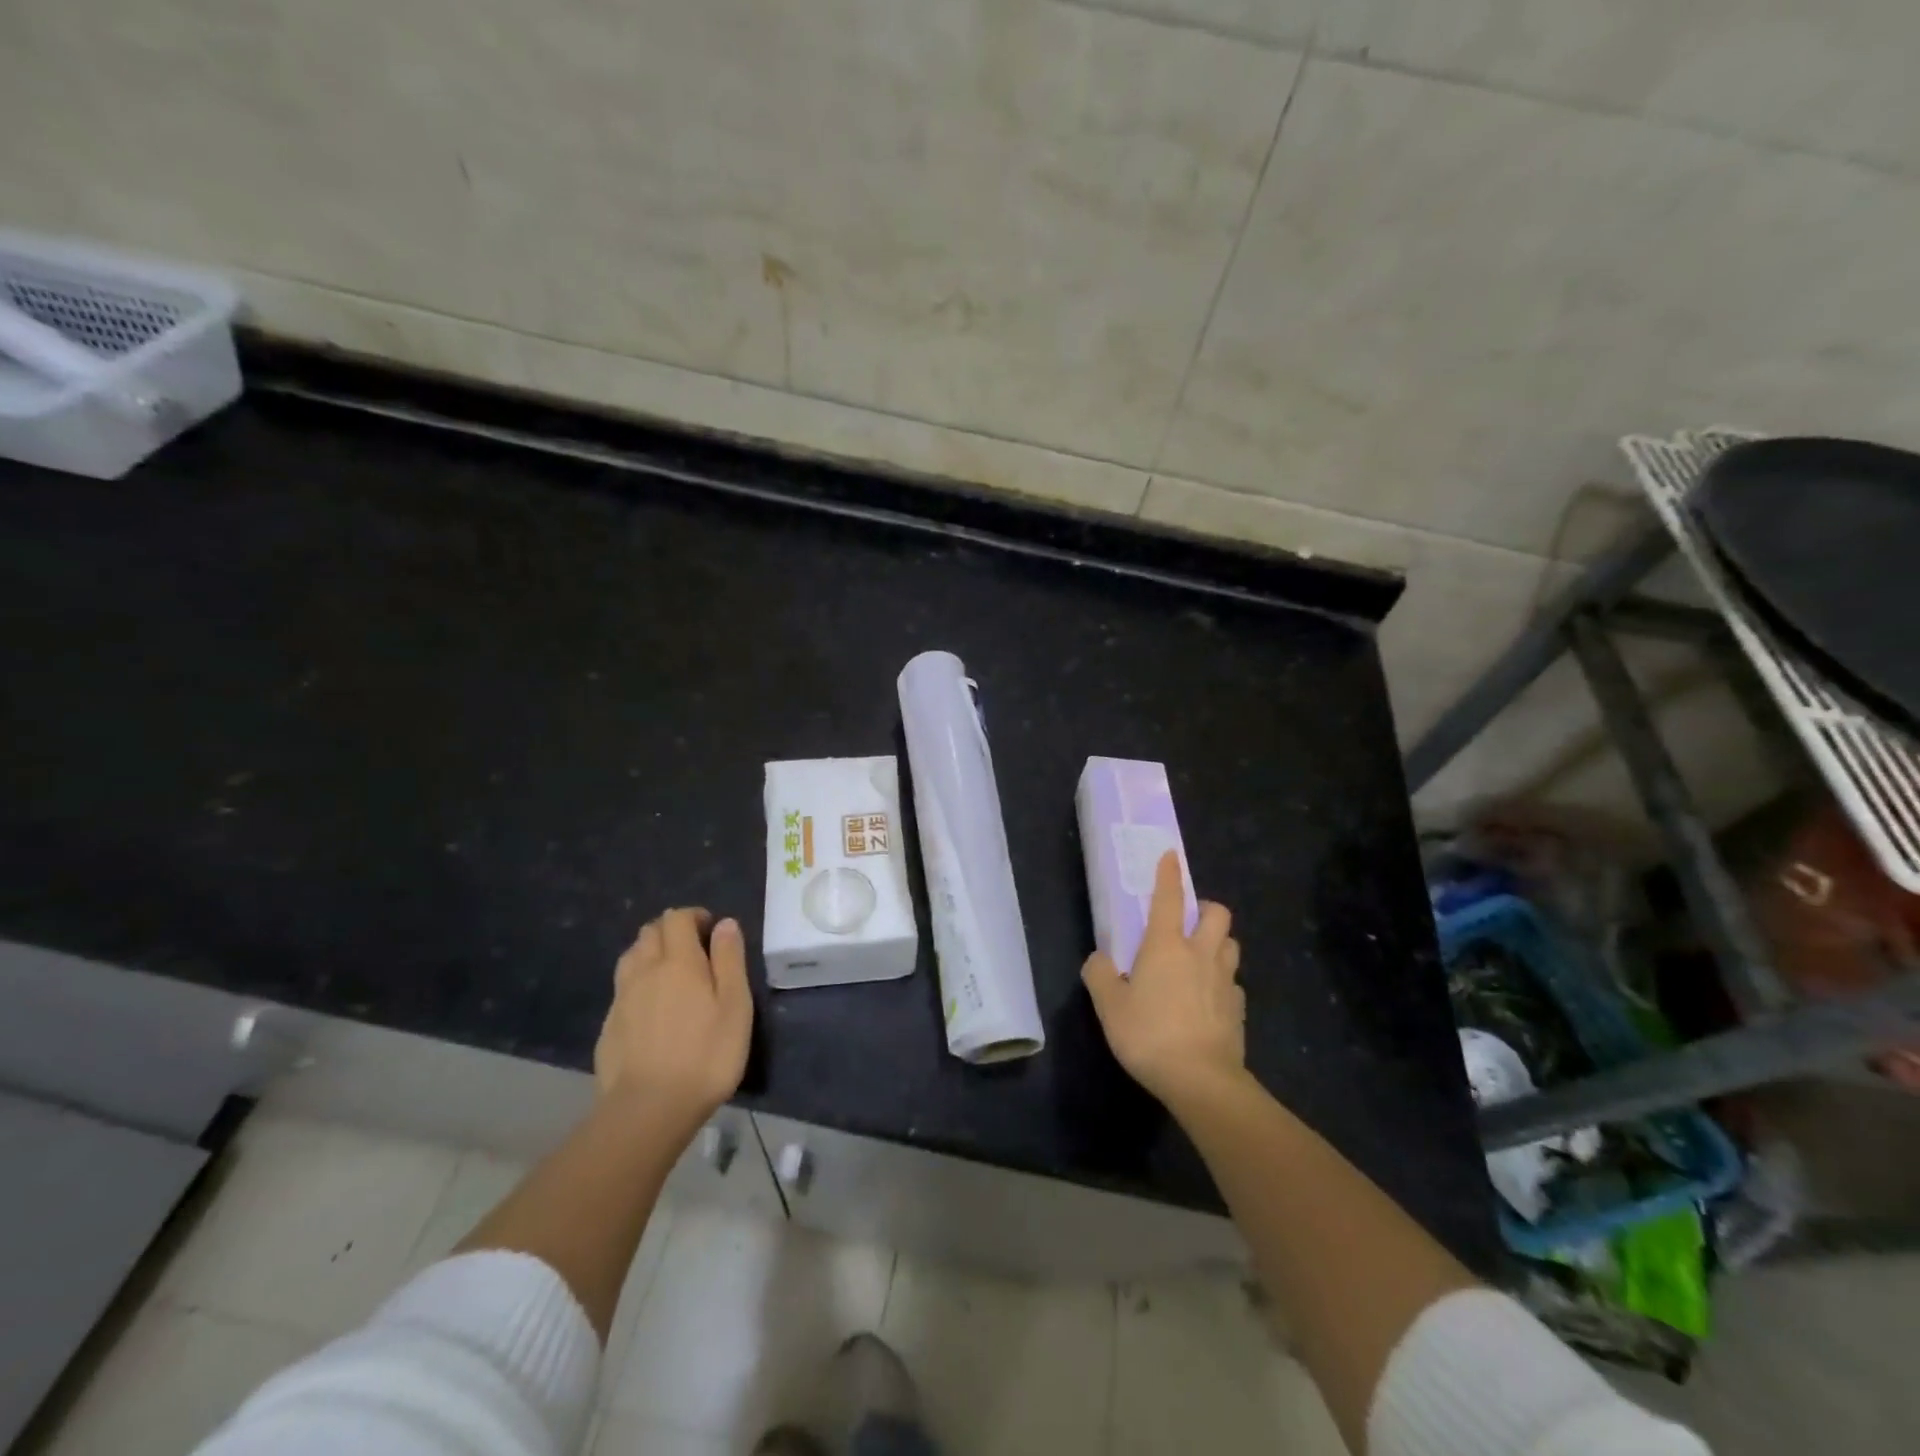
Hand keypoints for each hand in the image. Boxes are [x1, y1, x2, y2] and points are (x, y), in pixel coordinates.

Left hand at [595, 908, 751, 1132]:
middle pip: (650, 932)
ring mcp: (622, 999)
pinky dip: (637, 984)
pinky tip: (651, 1009)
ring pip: (631, 957)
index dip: (694, 916)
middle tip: (694, 950)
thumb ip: (730, 960)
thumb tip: (724, 924)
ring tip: (670, 974)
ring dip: (649, 953)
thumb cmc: (706, 1055)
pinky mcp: (609, 1027)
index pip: (676, 918)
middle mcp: (645, 971)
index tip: (711, 931)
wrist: (648, 1110)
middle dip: (671, 931)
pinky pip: (622, 989)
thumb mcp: (735, 1005)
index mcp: (678, 962)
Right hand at [1082, 852, 1244, 1105]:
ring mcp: (1225, 981)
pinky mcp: (1239, 1009)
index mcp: (1166, 946)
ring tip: (1200, 958)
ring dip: (1218, 943)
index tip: (1171, 856)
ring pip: (1231, 945)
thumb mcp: (1108, 1006)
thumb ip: (1099, 975)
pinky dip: (1222, 982)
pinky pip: (1234, 983)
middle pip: (1218, 914)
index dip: (1169, 874)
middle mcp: (1200, 954)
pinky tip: (1208, 999)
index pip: (1169, 898)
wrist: (1202, 1081)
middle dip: (1206, 909)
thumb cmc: (1149, 1034)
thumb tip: (1099, 959)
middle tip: (1189, 922)